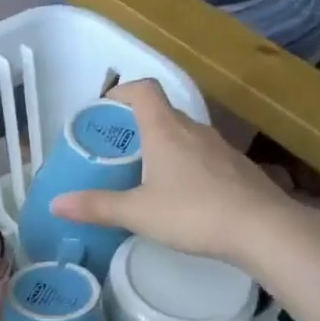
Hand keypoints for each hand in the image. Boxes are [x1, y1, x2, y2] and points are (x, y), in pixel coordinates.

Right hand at [50, 80, 304, 265]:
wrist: (264, 229)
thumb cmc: (193, 213)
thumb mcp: (136, 213)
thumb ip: (96, 206)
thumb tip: (55, 204)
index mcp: (165, 131)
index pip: (143, 90)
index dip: (121, 91)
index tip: (103, 108)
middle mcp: (194, 130)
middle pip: (162, 113)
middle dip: (136, 125)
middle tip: (115, 149)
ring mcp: (220, 148)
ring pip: (184, 135)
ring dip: (162, 145)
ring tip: (143, 172)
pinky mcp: (237, 168)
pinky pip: (203, 156)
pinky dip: (185, 164)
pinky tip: (180, 194)